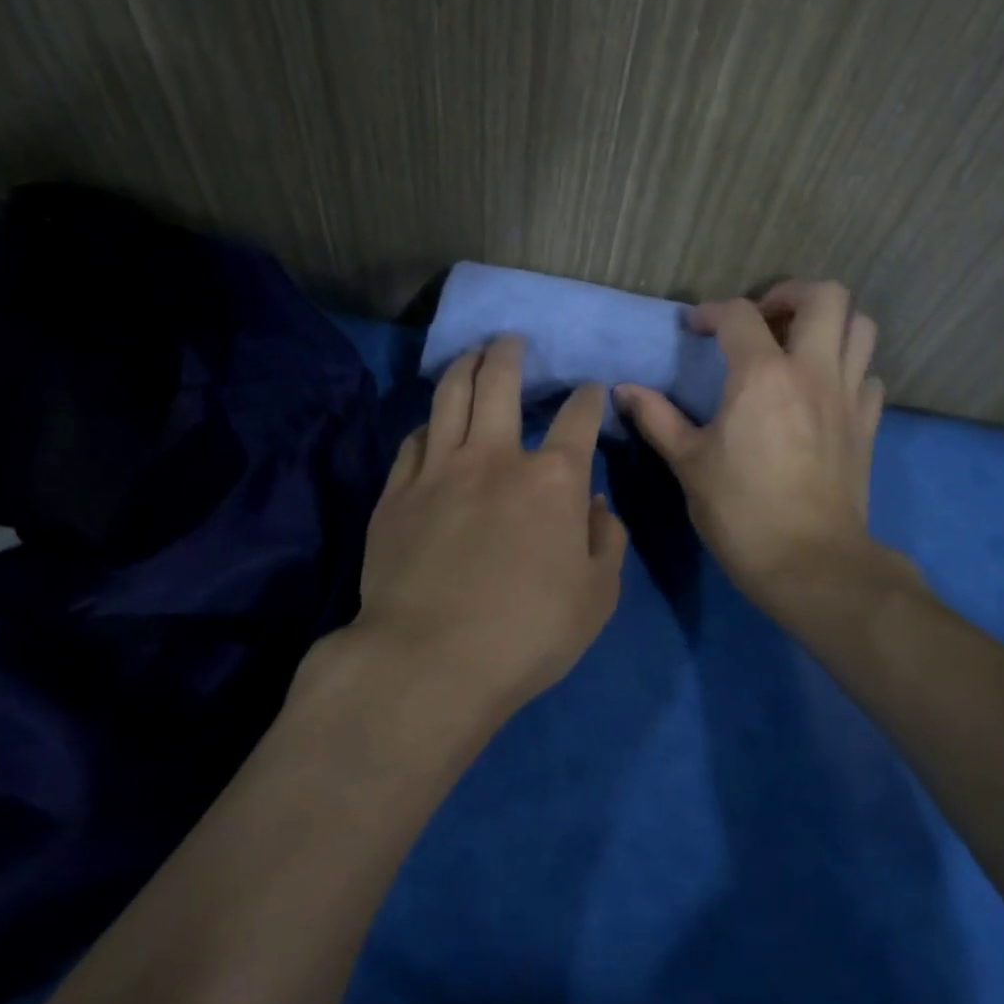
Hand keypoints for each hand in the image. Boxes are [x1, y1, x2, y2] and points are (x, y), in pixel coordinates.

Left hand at [352, 336, 626, 713]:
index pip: (578, 418)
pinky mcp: (396, 493)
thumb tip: (598, 505)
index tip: (592, 391)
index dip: (589, 398)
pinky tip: (432, 424)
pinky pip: (413, 441)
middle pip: (499, 383)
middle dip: (510, 354)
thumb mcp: (597, 597)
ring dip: (464, 367)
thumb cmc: (527, 633)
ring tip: (472, 354)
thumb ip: (607, 542)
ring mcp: (438, 470)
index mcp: (552, 480)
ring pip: (448, 397)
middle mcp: (494, 457)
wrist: (429, 661)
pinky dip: (428, 424)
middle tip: (511, 342)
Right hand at [617, 280, 885, 616]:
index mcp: (762, 375)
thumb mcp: (688, 463)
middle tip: (763, 319)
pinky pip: (868, 374)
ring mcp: (849, 396)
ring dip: (829, 324)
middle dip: (791, 294)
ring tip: (797, 345)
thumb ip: (657, 418)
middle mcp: (813, 372)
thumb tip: (624, 390)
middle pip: (826, 296)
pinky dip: (848, 368)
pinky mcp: (868, 424)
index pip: (740, 314)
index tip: (696, 328)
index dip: (712, 312)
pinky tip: (823, 390)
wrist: (809, 562)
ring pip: (860, 327)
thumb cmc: (740, 511)